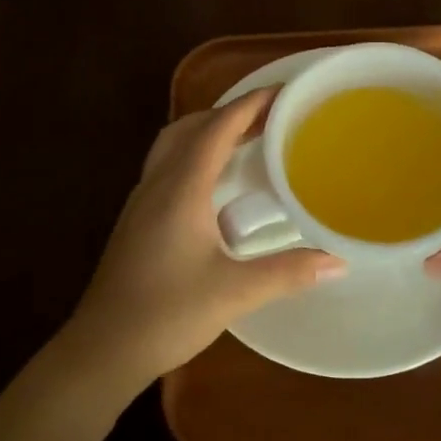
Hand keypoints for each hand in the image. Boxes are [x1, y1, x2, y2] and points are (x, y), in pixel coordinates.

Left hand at [64, 87, 345, 389]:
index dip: (248, 105)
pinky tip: (214, 187)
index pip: (216, 129)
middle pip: (189, 128)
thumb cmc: (167, 314)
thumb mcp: (234, 292)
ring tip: (244, 141)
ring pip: (172, 147)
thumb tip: (338, 262)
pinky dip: (193, 157)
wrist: (102, 349)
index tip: (281, 91)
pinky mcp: (136, 222)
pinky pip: (166, 169)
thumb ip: (288, 272)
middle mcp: (157, 185)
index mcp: (180, 189)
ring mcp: (141, 203)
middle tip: (267, 116)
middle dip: (228, 113)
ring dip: (206, 133)